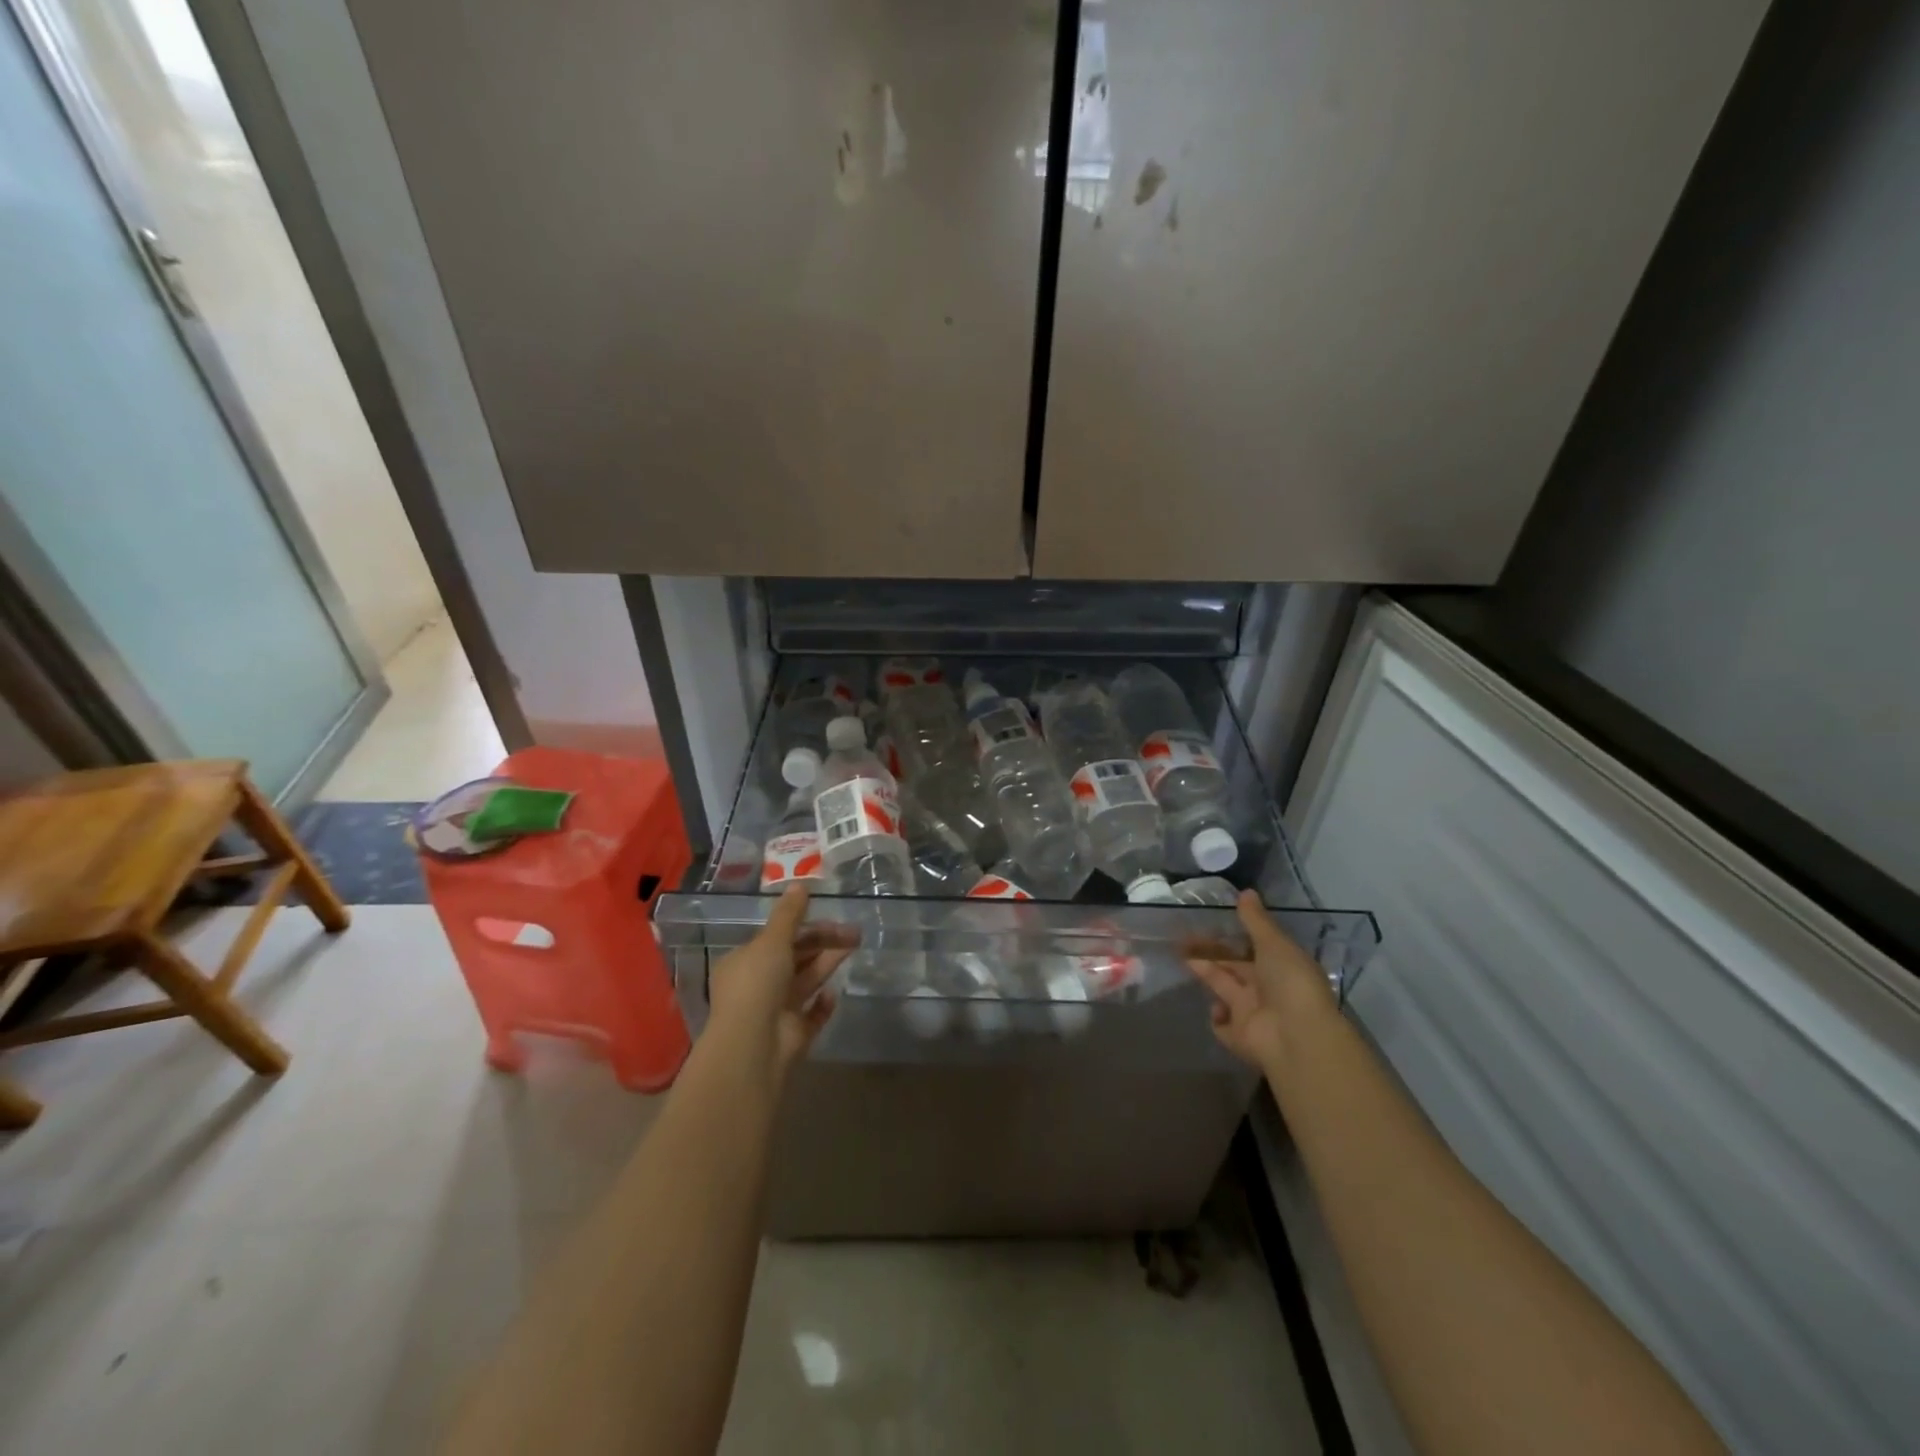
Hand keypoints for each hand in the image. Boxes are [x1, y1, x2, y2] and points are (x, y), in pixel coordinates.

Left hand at [706, 887, 854, 1076]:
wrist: (754, 1046)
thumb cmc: (757, 984)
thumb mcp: (772, 941)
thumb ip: (789, 914)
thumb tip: (800, 883)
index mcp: (745, 962)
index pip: (777, 938)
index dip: (804, 926)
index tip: (830, 917)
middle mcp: (758, 985)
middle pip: (796, 958)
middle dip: (824, 942)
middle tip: (854, 933)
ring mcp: (776, 1011)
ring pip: (807, 980)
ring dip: (828, 963)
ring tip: (855, 946)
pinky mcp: (793, 1034)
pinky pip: (812, 1015)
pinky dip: (823, 1004)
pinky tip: (833, 994)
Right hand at [1187, 890, 1336, 1069]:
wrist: (1295, 1036)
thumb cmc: (1289, 982)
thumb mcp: (1274, 943)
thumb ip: (1256, 920)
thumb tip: (1246, 892)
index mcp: (1279, 966)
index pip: (1251, 948)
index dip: (1230, 936)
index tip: (1207, 922)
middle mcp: (1266, 989)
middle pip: (1232, 967)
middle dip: (1209, 953)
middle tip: (1181, 938)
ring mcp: (1252, 1014)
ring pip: (1223, 989)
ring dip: (1206, 974)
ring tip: (1182, 958)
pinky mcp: (1239, 1037)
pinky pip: (1222, 1025)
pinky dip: (1217, 1017)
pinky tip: (1215, 1008)